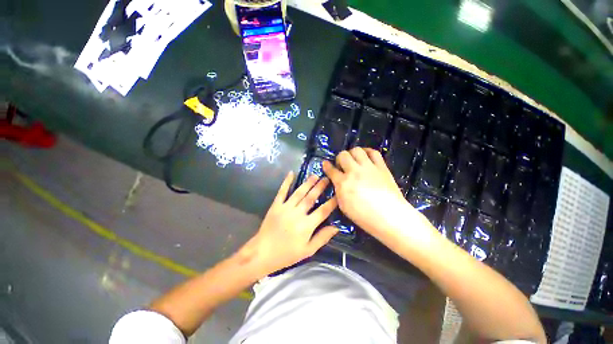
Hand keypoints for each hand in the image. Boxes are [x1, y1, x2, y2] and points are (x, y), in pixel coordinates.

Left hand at [238, 171, 337, 277]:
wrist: (262, 253)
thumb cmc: (287, 254)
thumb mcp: (308, 251)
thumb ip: (322, 238)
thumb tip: (336, 227)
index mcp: (306, 226)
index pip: (323, 211)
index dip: (332, 202)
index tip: (338, 194)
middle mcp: (297, 214)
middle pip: (311, 198)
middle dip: (320, 187)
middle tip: (327, 178)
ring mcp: (285, 208)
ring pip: (299, 192)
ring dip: (308, 183)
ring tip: (315, 175)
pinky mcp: (276, 205)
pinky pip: (282, 191)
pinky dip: (286, 182)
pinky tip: (291, 173)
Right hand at [322, 148, 427, 239]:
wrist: (390, 217)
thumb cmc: (364, 216)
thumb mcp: (344, 206)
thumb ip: (339, 191)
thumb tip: (338, 182)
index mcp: (343, 183)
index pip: (331, 170)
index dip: (326, 166)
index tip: (325, 163)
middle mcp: (354, 172)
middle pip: (343, 155)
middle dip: (339, 158)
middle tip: (342, 164)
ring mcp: (368, 167)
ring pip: (357, 150)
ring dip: (352, 153)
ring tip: (353, 159)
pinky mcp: (381, 167)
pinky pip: (373, 152)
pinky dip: (367, 151)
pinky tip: (365, 155)